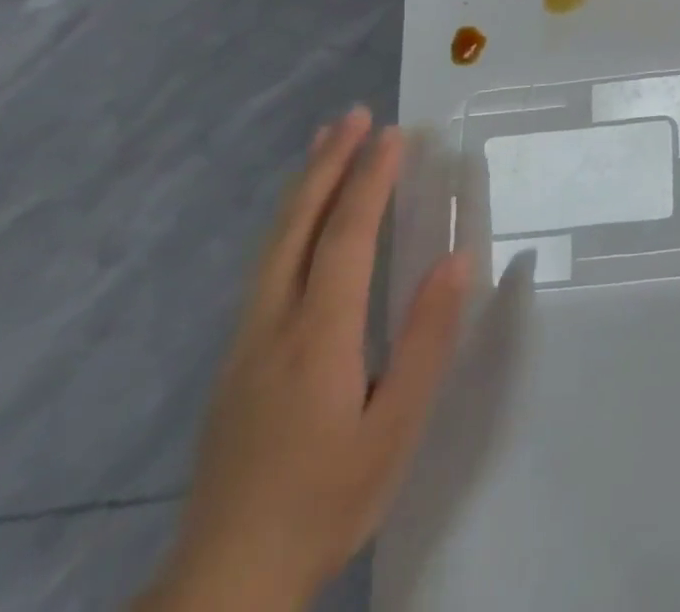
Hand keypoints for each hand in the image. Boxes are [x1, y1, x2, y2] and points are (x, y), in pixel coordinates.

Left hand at [136, 109, 473, 611]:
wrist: (223, 584)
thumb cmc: (327, 500)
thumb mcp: (395, 429)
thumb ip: (426, 340)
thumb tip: (455, 259)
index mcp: (318, 337)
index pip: (346, 238)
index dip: (370, 181)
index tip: (394, 135)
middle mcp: (274, 325)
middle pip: (298, 226)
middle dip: (328, 165)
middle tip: (353, 115)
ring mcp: (246, 341)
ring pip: (273, 244)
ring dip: (304, 186)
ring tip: (325, 143)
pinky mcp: (236, 360)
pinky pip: (265, 266)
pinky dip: (288, 222)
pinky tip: (301, 219)